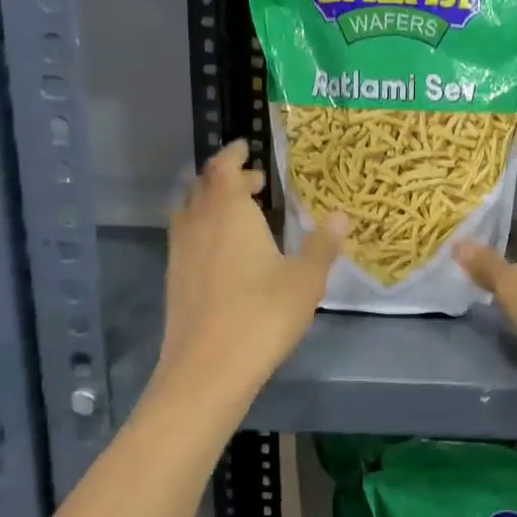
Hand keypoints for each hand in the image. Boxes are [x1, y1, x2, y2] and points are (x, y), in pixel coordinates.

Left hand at [156, 141, 344, 394]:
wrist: (208, 369)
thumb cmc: (263, 315)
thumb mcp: (306, 279)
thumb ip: (323, 245)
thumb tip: (341, 216)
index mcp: (229, 212)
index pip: (224, 168)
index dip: (234, 155)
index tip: (246, 147)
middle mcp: (198, 224)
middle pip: (204, 187)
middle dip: (227, 179)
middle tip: (255, 183)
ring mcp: (180, 253)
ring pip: (191, 213)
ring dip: (213, 204)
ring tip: (240, 215)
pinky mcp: (174, 280)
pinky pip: (187, 238)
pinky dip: (204, 230)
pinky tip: (225, 254)